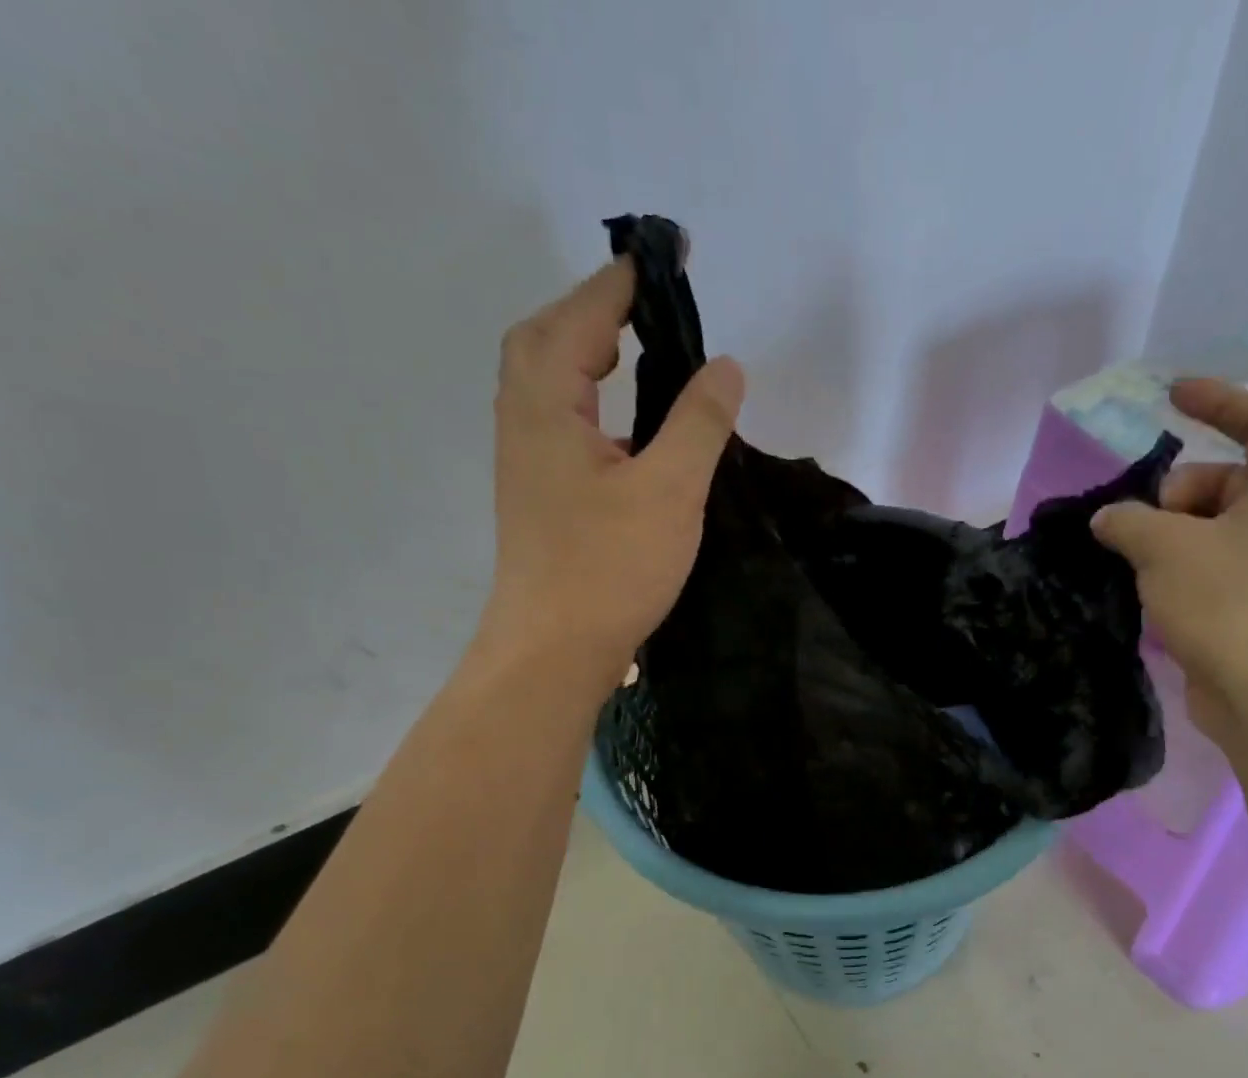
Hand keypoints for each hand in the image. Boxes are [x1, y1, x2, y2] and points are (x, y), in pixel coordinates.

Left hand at [481, 259, 744, 684]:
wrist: (553, 652)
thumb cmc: (608, 569)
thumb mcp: (669, 491)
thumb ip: (698, 421)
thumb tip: (724, 365)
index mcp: (547, 404)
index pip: (584, 316)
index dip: (627, 282)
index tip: (669, 255)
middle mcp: (523, 420)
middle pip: (546, 338)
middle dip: (595, 309)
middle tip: (648, 306)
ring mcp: (525, 461)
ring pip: (548, 383)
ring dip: (585, 354)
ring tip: (636, 351)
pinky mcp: (538, 496)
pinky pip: (558, 423)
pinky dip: (588, 401)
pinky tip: (625, 428)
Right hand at [1091, 377, 1247, 744]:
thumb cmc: (1227, 603)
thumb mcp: (1166, 548)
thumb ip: (1129, 519)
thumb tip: (1109, 518)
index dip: (1219, 401)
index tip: (1171, 397)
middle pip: (1225, 479)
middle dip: (1175, 492)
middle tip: (1142, 524)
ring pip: (1211, 526)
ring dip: (1167, 534)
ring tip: (1135, 561)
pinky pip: (1208, 563)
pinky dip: (1176, 565)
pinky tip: (1146, 587)